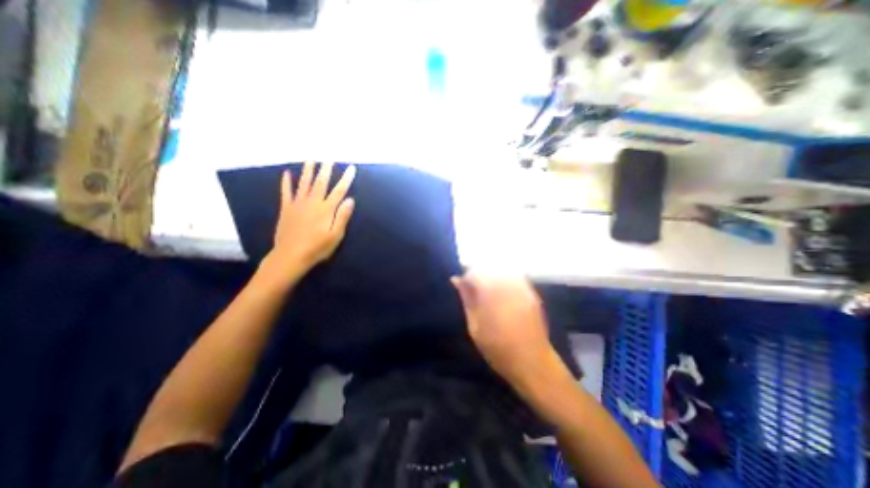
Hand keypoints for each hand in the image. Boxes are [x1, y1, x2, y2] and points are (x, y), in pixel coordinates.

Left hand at [260, 163, 353, 283]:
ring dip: (308, 170)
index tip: (351, 168)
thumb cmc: (317, 248)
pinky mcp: (286, 209)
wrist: (291, 256)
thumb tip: (350, 199)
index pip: (339, 191)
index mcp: (326, 209)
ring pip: (304, 183)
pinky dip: (286, 182)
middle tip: (329, 158)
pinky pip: (286, 192)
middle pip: (321, 183)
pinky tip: (286, 173)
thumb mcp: (336, 235)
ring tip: (310, 159)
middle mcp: (312, 202)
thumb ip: (342, 216)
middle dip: (326, 170)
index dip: (346, 179)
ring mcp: (298, 204)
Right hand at [451, 273, 551, 390]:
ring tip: (486, 286)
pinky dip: (505, 277)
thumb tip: (456, 279)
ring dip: (492, 274)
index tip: (462, 285)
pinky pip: (515, 275)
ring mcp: (522, 288)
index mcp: (492, 296)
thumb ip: (467, 299)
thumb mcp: (474, 327)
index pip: (475, 273)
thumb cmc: (498, 349)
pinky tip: (501, 289)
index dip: (466, 276)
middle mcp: (508, 287)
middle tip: (473, 285)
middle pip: (489, 267)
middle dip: (478, 273)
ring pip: (502, 269)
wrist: (533, 362)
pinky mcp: (531, 292)